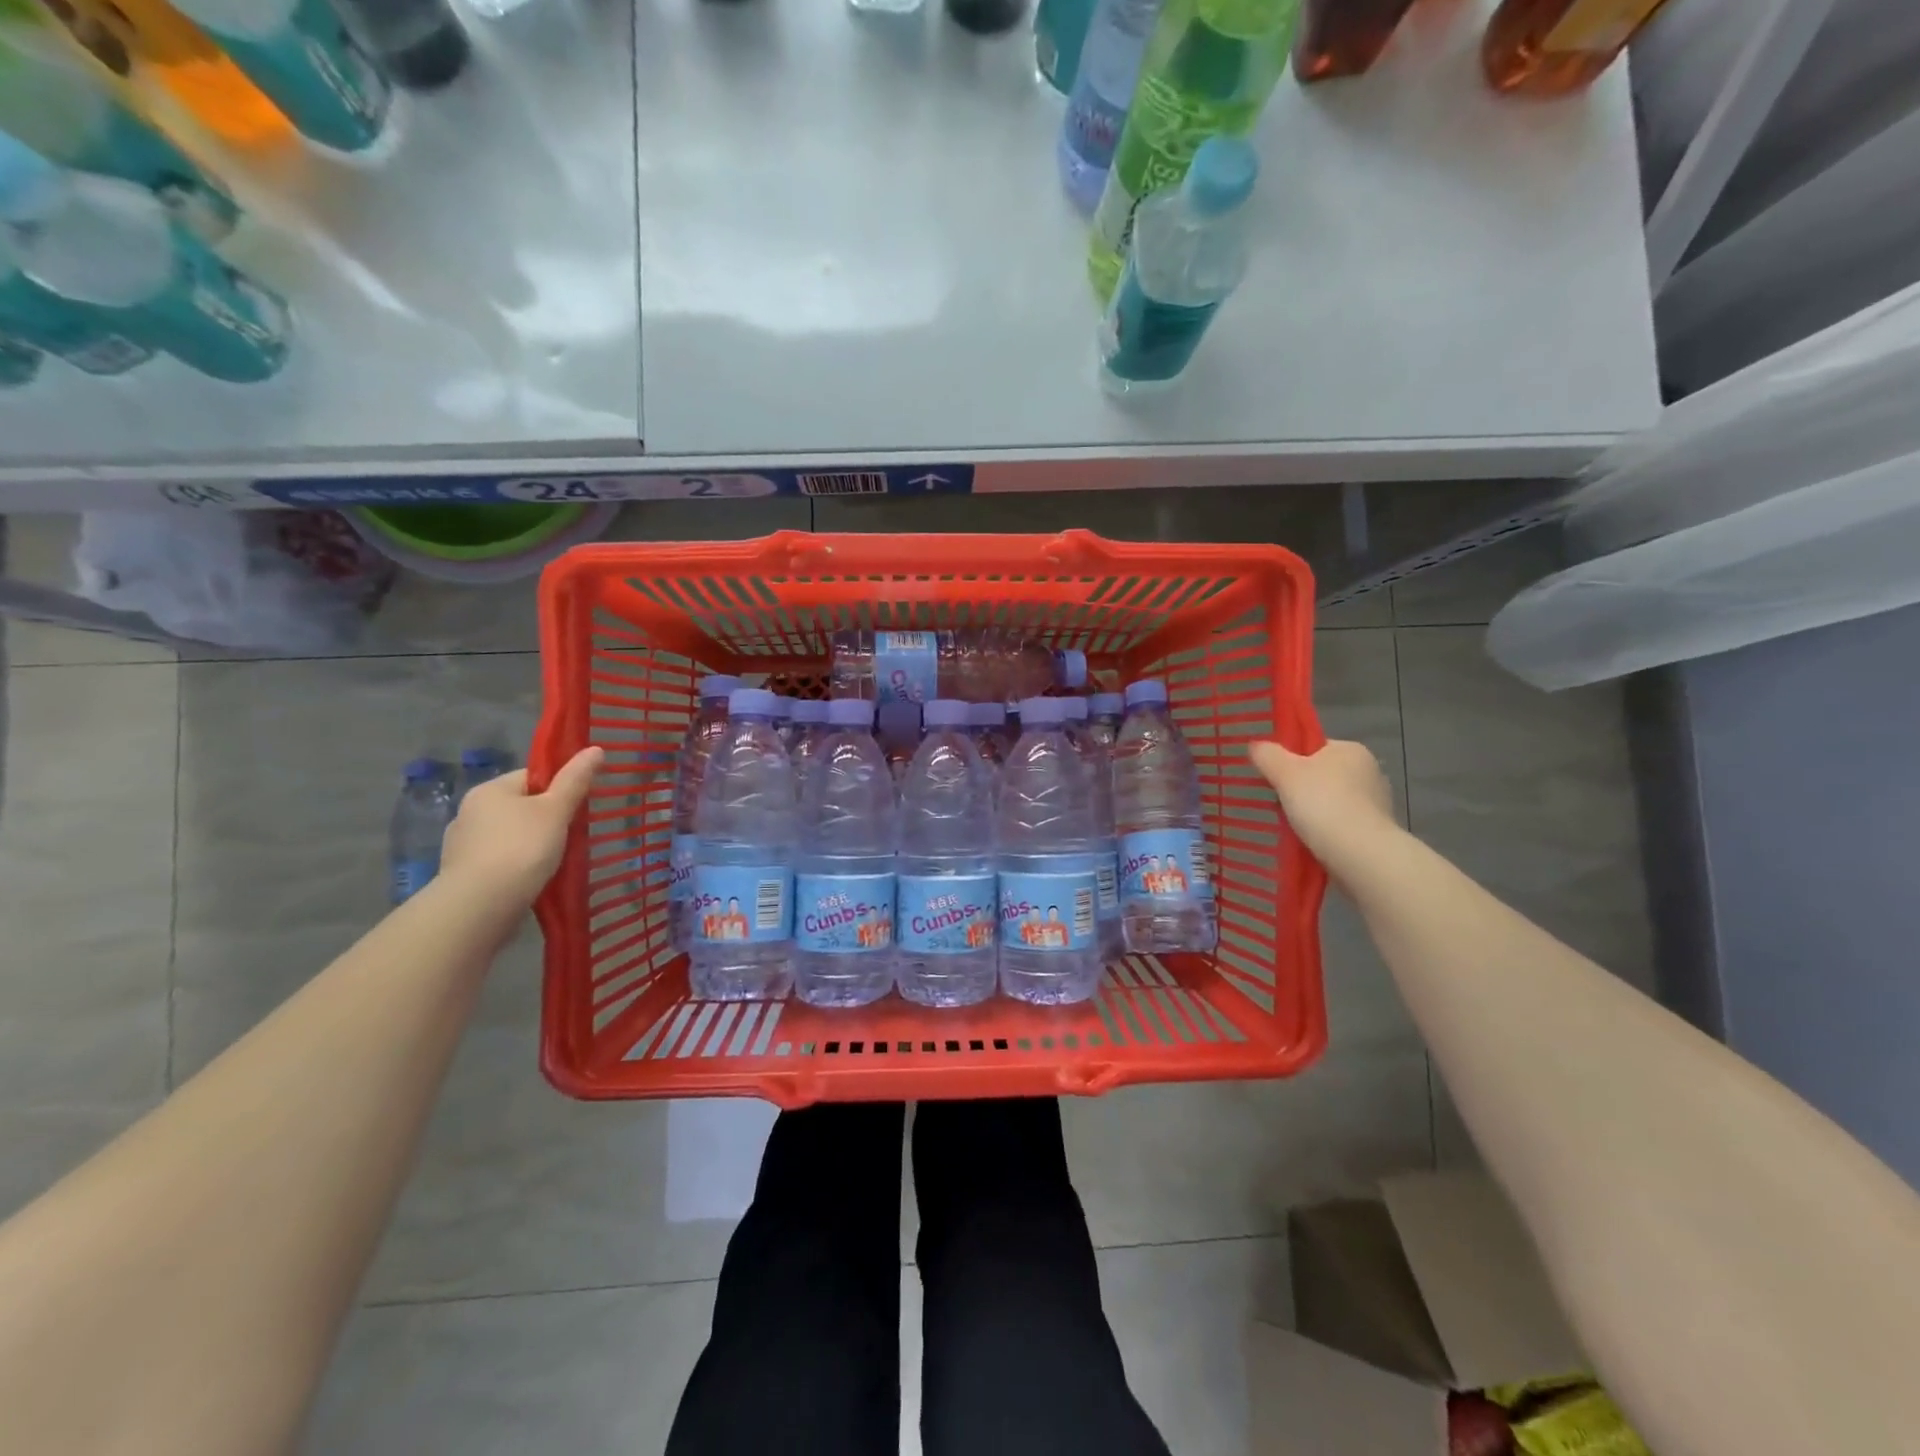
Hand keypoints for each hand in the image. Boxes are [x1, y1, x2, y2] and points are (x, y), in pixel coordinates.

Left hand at [439, 747, 603, 905]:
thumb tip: (596, 748)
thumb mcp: (556, 810)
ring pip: (509, 836)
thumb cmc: (522, 848)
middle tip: (570, 836)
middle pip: (519, 807)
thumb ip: (575, 780)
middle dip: (544, 820)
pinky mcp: (462, 874)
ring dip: (529, 845)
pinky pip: (498, 861)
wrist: (480, 905)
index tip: (575, 808)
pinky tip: (531, 880)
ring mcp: (461, 845)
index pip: (531, 777)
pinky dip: (515, 866)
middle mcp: (469, 812)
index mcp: (489, 790)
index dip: (558, 789)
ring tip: (553, 862)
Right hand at [1249, 739, 1396, 878]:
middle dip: (1298, 789)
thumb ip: (1267, 755)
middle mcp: (1368, 771)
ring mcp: (1376, 803)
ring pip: (1329, 802)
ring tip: (1287, 826)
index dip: (1288, 760)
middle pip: (1320, 775)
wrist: (1361, 855)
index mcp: (1351, 750)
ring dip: (1310, 812)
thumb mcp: (1285, 773)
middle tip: (1274, 803)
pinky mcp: (1376, 832)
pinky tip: (1308, 841)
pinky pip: (1340, 825)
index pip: (1312, 748)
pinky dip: (1323, 831)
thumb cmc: (1323, 804)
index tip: (1271, 777)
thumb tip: (1256, 746)